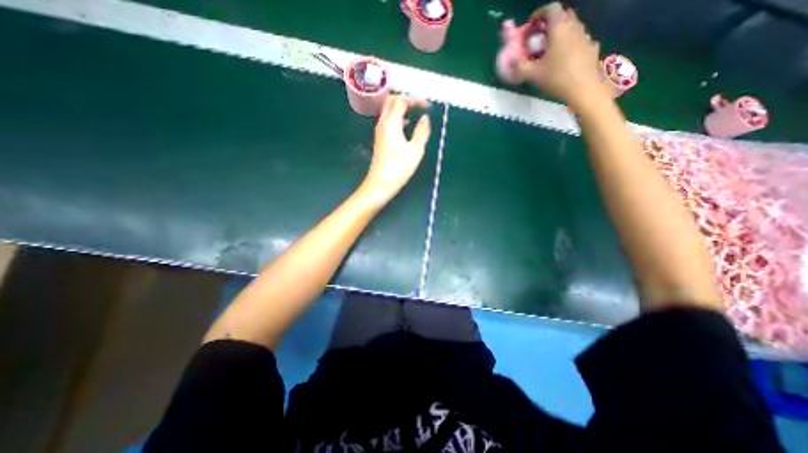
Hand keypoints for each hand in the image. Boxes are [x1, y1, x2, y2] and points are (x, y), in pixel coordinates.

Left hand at [361, 96, 432, 202]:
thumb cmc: (399, 168)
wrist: (380, 184)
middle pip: (391, 101)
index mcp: (391, 123)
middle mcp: (382, 124)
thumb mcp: (415, 150)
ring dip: (401, 108)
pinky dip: (397, 117)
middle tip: (419, 106)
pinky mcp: (379, 140)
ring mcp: (379, 132)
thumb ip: (422, 132)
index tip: (427, 106)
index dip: (414, 100)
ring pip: (388, 111)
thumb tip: (425, 118)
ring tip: (415, 113)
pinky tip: (406, 127)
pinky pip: (387, 121)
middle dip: (406, 99)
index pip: (400, 101)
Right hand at [517, 3, 605, 107]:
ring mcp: (585, 37)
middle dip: (549, 24)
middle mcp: (574, 27)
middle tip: (539, 38)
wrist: (584, 89)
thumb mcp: (533, 75)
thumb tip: (511, 63)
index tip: (530, 24)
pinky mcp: (591, 48)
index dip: (539, 13)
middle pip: (563, 16)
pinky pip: (578, 41)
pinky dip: (569, 45)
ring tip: (549, 51)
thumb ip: (520, 67)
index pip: (551, 9)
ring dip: (560, 34)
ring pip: (571, 28)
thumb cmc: (556, 78)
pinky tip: (563, 60)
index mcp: (559, 28)